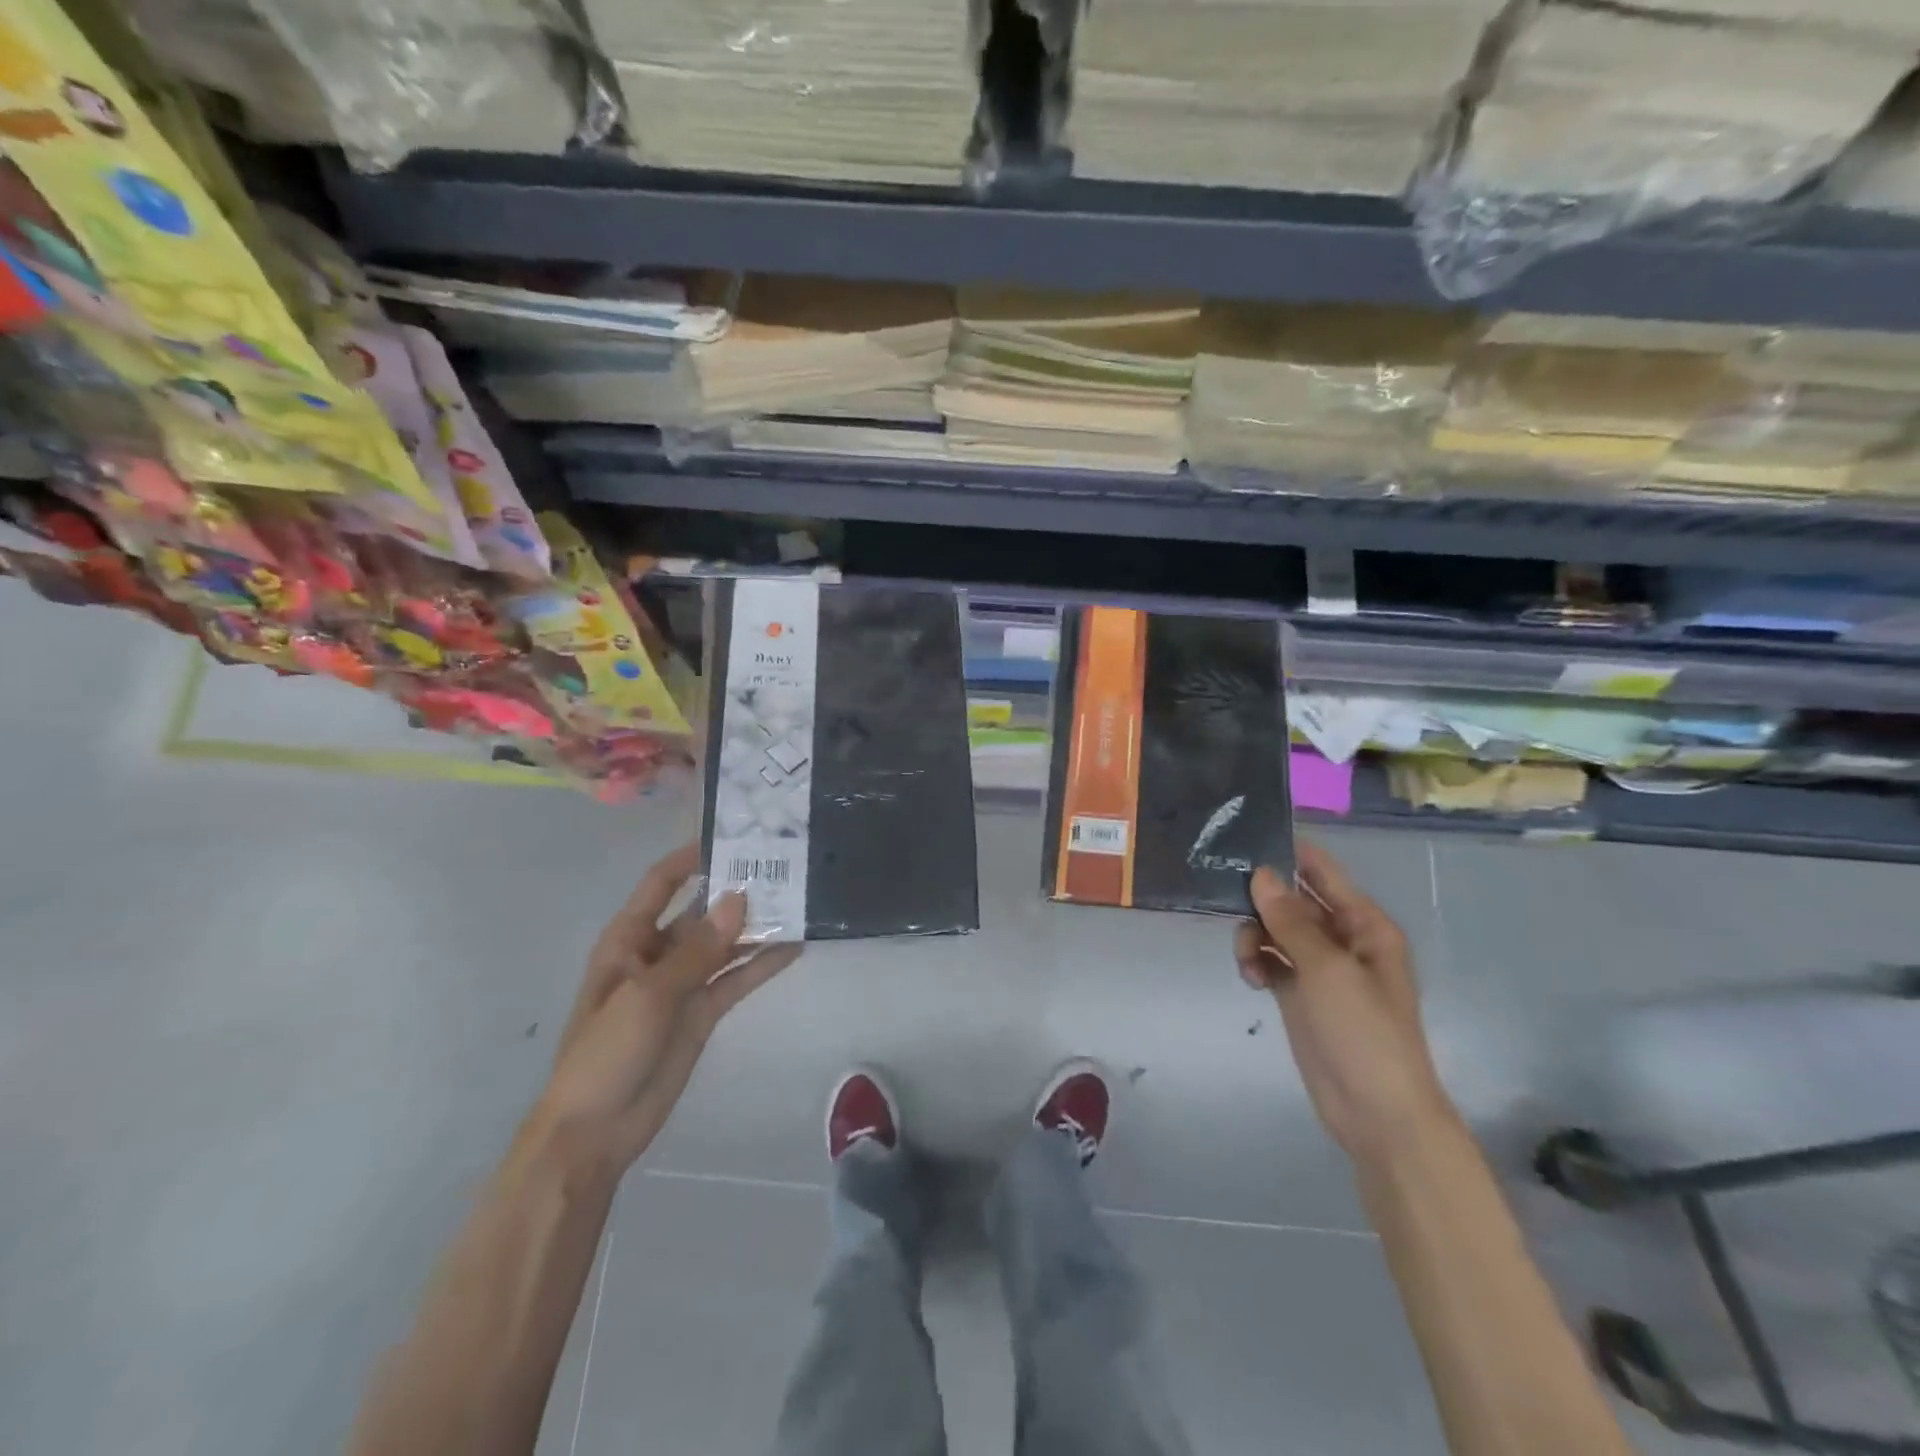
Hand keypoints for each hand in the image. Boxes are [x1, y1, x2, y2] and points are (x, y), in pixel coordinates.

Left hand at [530, 844, 799, 1179]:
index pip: (662, 884)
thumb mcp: (649, 994)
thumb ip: (698, 949)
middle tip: (783, 867)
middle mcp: (658, 953)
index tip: (732, 836)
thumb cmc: (606, 1052)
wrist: (596, 1131)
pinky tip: (794, 948)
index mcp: (629, 939)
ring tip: (798, 901)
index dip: (691, 858)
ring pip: (724, 944)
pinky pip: (736, 979)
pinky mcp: (702, 1011)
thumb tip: (740, 899)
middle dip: (736, 891)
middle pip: (701, 911)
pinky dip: (761, 964)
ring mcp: (683, 983)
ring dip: (755, 927)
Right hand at [1234, 841, 1454, 1164]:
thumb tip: (1261, 873)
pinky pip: (1270, 960)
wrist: (1376, 1113)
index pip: (1323, 872)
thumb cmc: (1364, 1032)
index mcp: (1364, 925)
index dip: (1288, 853)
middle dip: (1262, 898)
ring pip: (1275, 930)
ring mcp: (1320, 968)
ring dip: (1255, 935)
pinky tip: (1250, 977)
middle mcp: (1342, 939)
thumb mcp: (1327, 970)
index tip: (1243, 840)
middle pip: (1293, 900)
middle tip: (1226, 898)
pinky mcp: (1300, 994)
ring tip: (1247, 957)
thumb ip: (1291, 920)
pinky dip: (1256, 962)